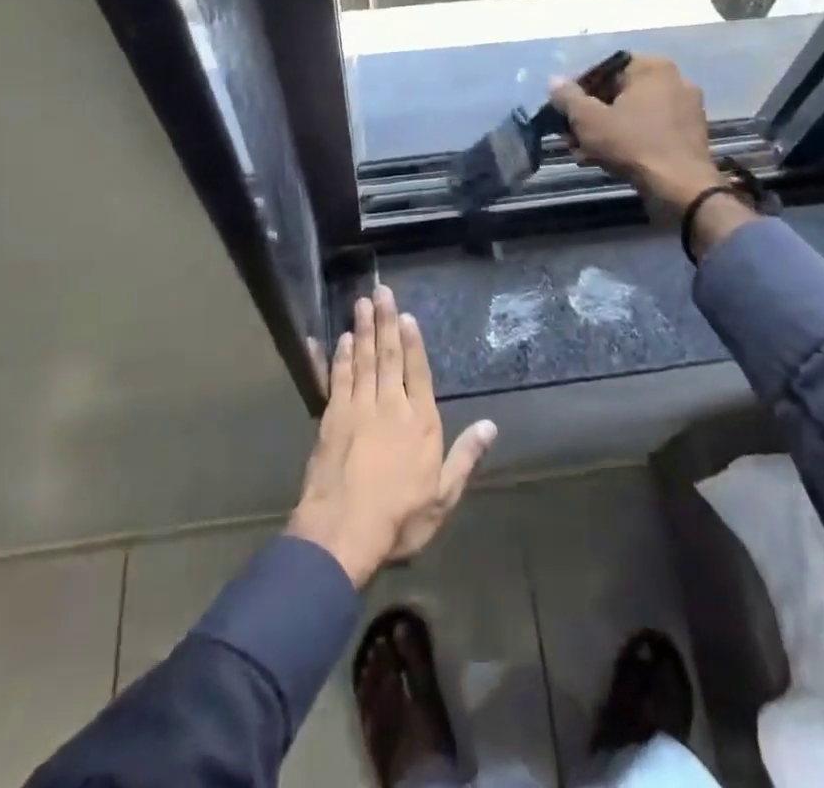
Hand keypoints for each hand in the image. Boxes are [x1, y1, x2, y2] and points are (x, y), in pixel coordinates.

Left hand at [286, 287, 497, 586]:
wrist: (342, 531)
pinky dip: (340, 357)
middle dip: (385, 322)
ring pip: (363, 359)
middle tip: (381, 291)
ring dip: (362, 330)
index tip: (407, 315)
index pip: (418, 372)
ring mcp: (358, 408)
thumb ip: (465, 456)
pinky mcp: (332, 417)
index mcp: (420, 422)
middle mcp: (390, 405)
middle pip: (389, 356)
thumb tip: (490, 425)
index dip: (413, 342)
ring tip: (361, 303)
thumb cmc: (399, 518)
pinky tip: (341, 340)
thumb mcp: (443, 496)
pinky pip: (338, 378)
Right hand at [552, 55, 724, 210]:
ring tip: (583, 153)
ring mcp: (685, 109)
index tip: (562, 112)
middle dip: (590, 116)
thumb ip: (568, 98)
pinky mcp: (689, 135)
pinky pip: (650, 130)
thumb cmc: (633, 145)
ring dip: (605, 131)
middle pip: (619, 94)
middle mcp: (675, 80)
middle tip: (569, 137)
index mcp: (653, 68)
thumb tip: (554, 81)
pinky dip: (628, 140)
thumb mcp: (589, 120)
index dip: (578, 91)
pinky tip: (608, 160)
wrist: (682, 189)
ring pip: (633, 115)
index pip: (604, 70)